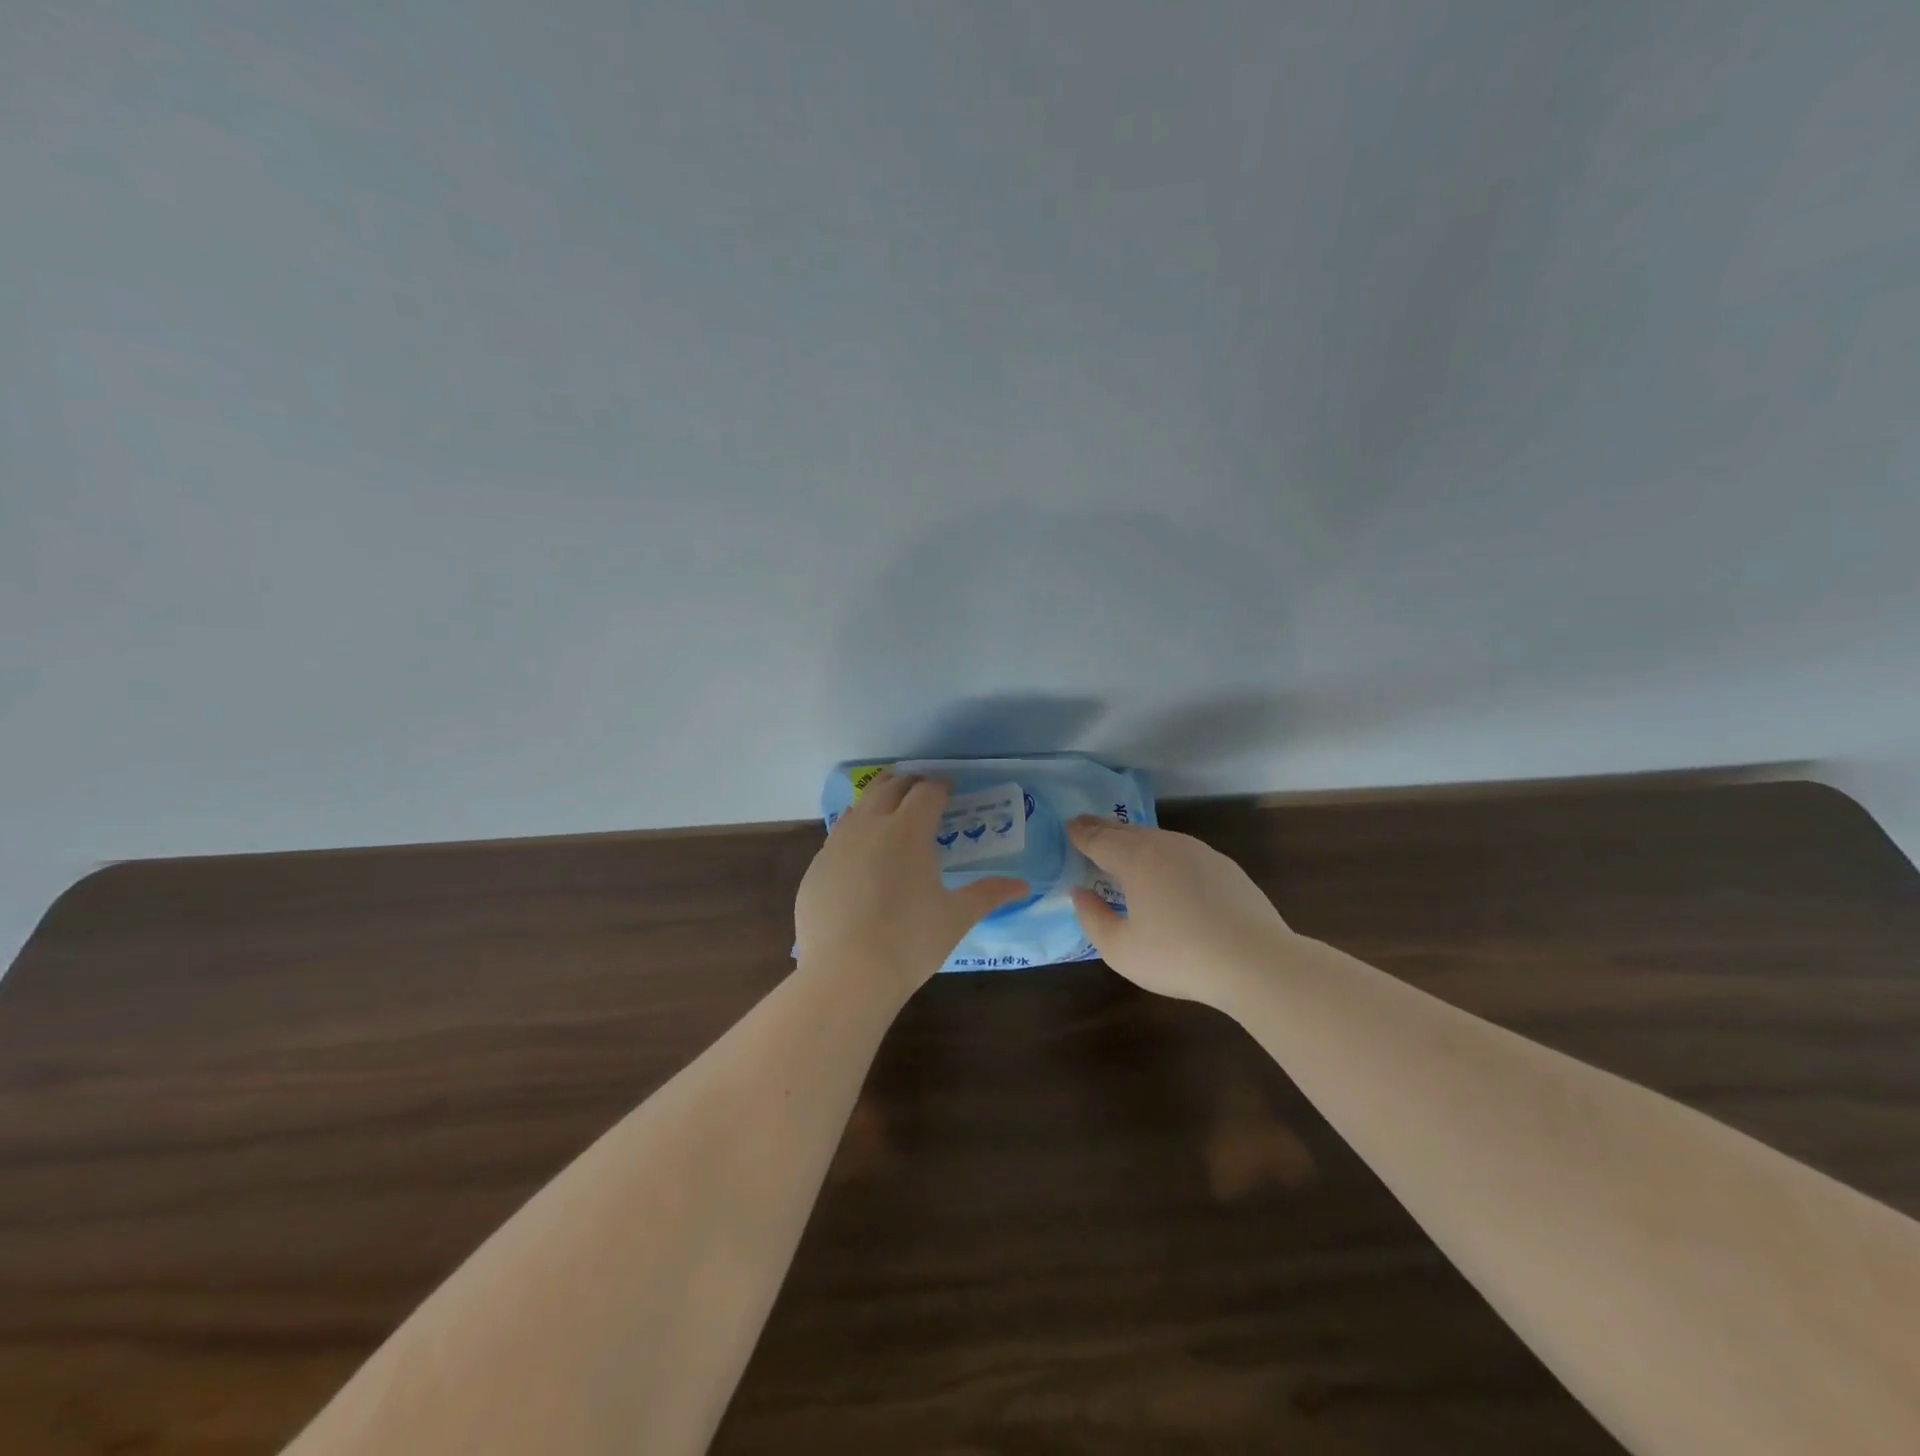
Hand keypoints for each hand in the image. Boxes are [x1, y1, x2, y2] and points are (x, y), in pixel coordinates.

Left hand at [796, 771, 1029, 997]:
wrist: (845, 975)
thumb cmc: (910, 942)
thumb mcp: (956, 917)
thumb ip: (988, 894)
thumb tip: (1022, 886)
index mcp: (907, 830)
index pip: (926, 792)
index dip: (940, 786)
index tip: (949, 789)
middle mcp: (869, 826)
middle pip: (888, 787)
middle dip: (907, 783)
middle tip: (922, 791)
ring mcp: (836, 846)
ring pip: (857, 808)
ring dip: (877, 802)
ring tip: (890, 814)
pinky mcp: (814, 868)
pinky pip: (837, 839)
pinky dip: (854, 835)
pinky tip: (861, 857)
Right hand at [1069, 817, 1293, 1005]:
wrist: (1256, 961)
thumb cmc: (1179, 956)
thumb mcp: (1121, 949)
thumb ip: (1092, 918)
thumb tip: (1079, 893)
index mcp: (1135, 858)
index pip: (1098, 838)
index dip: (1080, 833)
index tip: (1068, 827)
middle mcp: (1165, 844)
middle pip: (1126, 831)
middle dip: (1103, 829)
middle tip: (1086, 827)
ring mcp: (1198, 852)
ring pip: (1156, 838)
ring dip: (1134, 839)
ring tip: (1121, 848)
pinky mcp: (1224, 866)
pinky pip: (1181, 851)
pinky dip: (1163, 853)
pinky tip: (1165, 871)